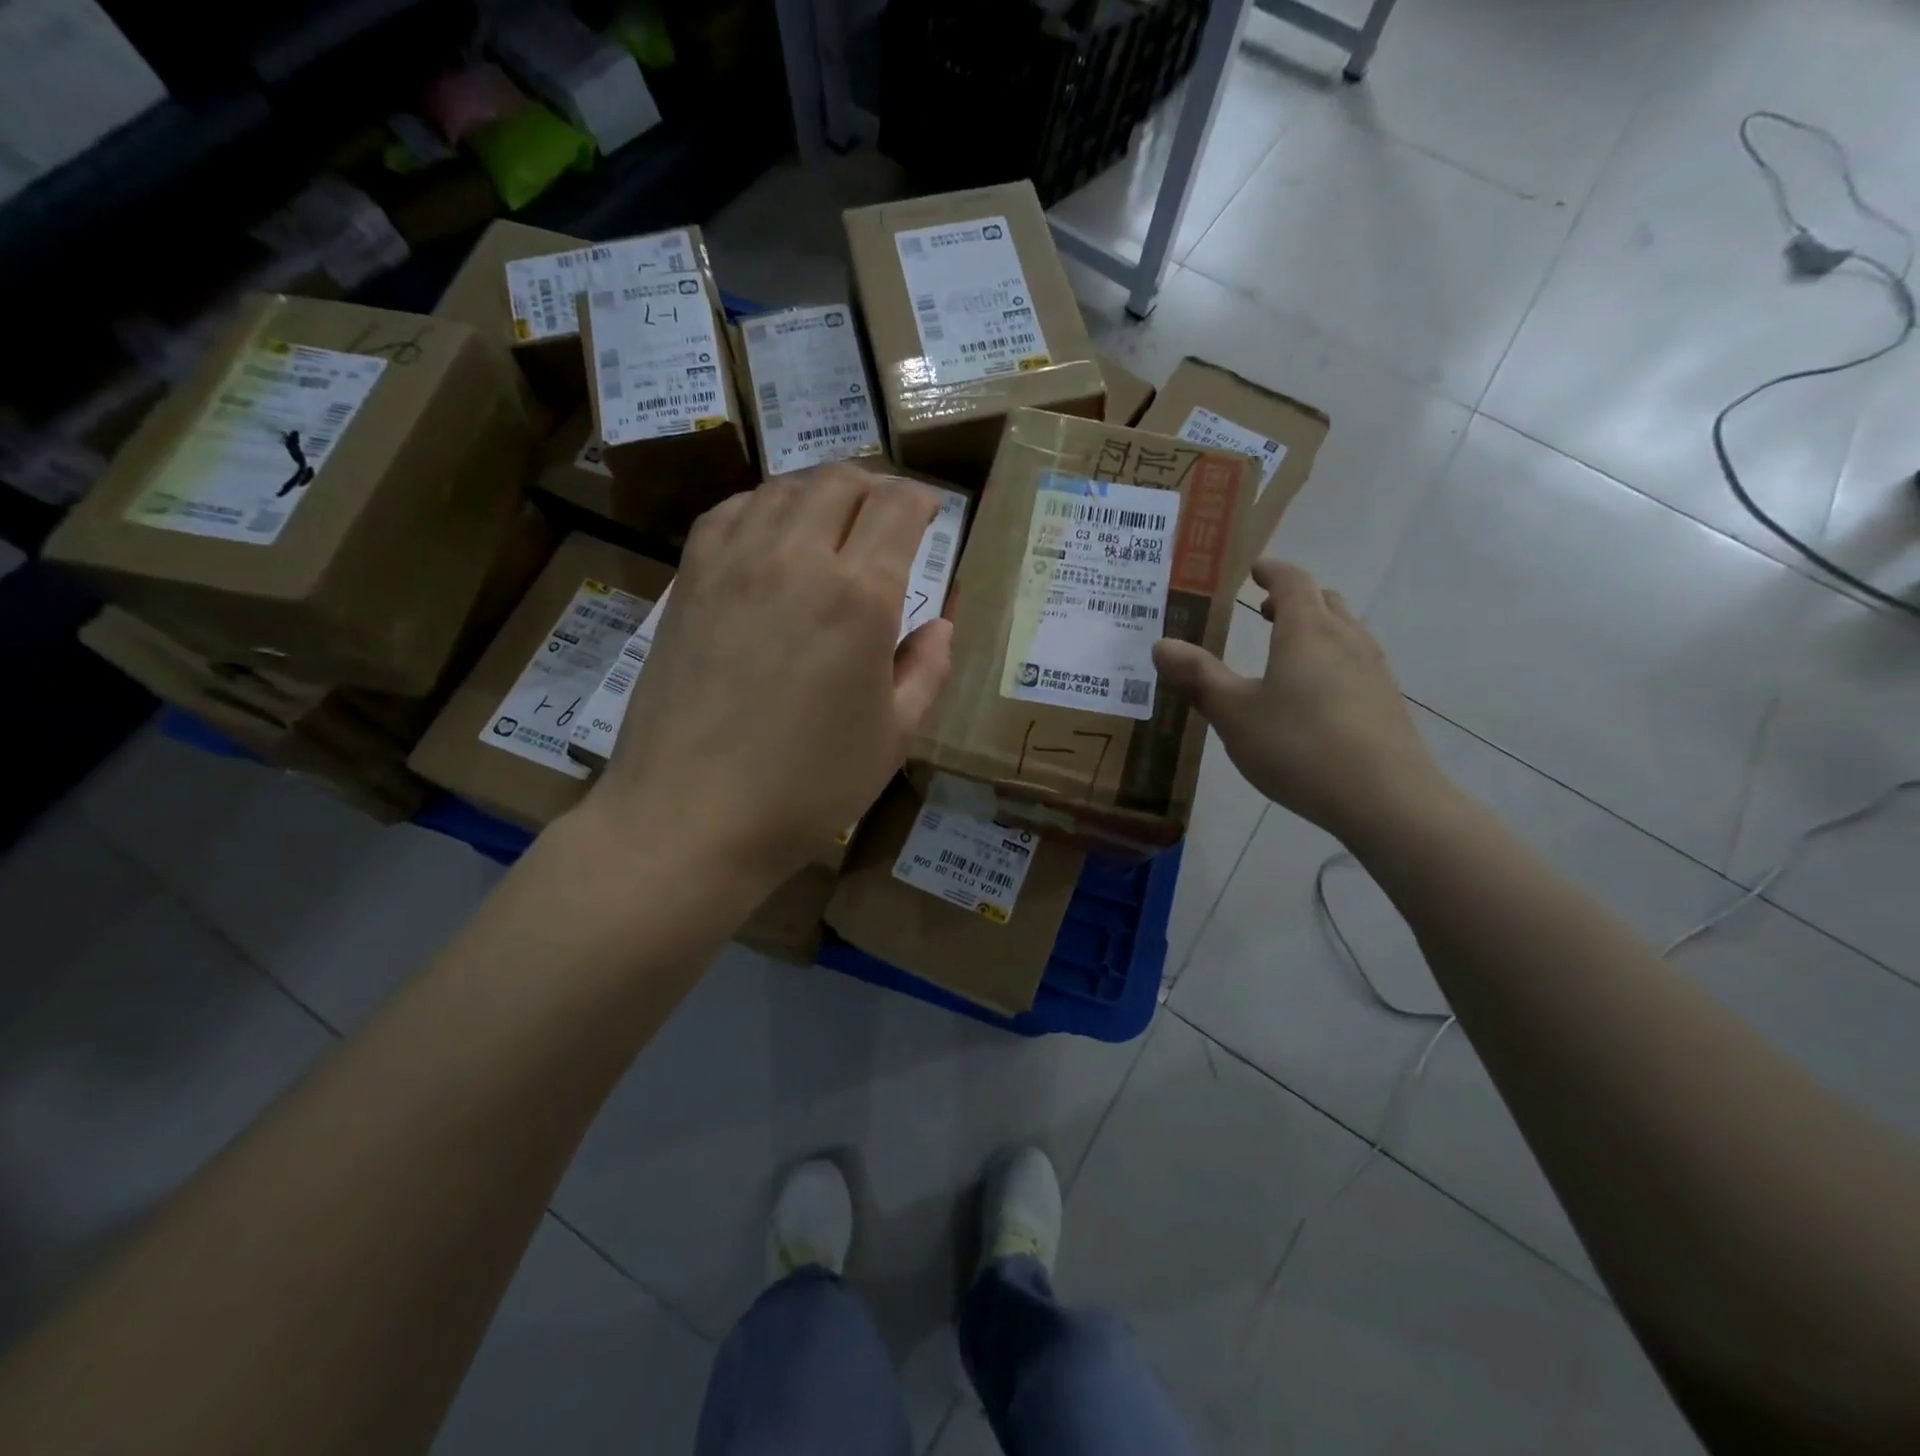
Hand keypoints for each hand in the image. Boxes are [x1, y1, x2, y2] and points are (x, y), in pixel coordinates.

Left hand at [582, 464, 951, 886]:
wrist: (690, 816)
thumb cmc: (807, 787)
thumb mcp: (895, 737)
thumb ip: (928, 670)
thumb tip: (940, 626)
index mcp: (859, 596)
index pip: (898, 508)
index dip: (923, 500)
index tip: (932, 514)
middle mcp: (796, 558)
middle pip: (841, 481)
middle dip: (876, 488)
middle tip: (888, 516)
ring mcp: (734, 561)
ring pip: (785, 487)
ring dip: (821, 492)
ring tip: (834, 521)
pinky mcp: (689, 579)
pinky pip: (731, 511)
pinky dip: (764, 507)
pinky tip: (771, 536)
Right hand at [1151, 560, 1446, 842]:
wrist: (1387, 799)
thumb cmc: (1299, 747)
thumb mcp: (1234, 714)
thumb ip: (1198, 678)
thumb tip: (1161, 645)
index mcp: (1306, 632)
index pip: (1293, 582)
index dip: (1273, 572)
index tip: (1255, 570)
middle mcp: (1346, 640)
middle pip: (1325, 602)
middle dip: (1295, 599)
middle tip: (1266, 610)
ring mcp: (1374, 671)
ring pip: (1346, 632)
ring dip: (1317, 629)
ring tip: (1289, 652)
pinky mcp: (1387, 703)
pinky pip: (1357, 663)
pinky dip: (1333, 660)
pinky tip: (1317, 697)